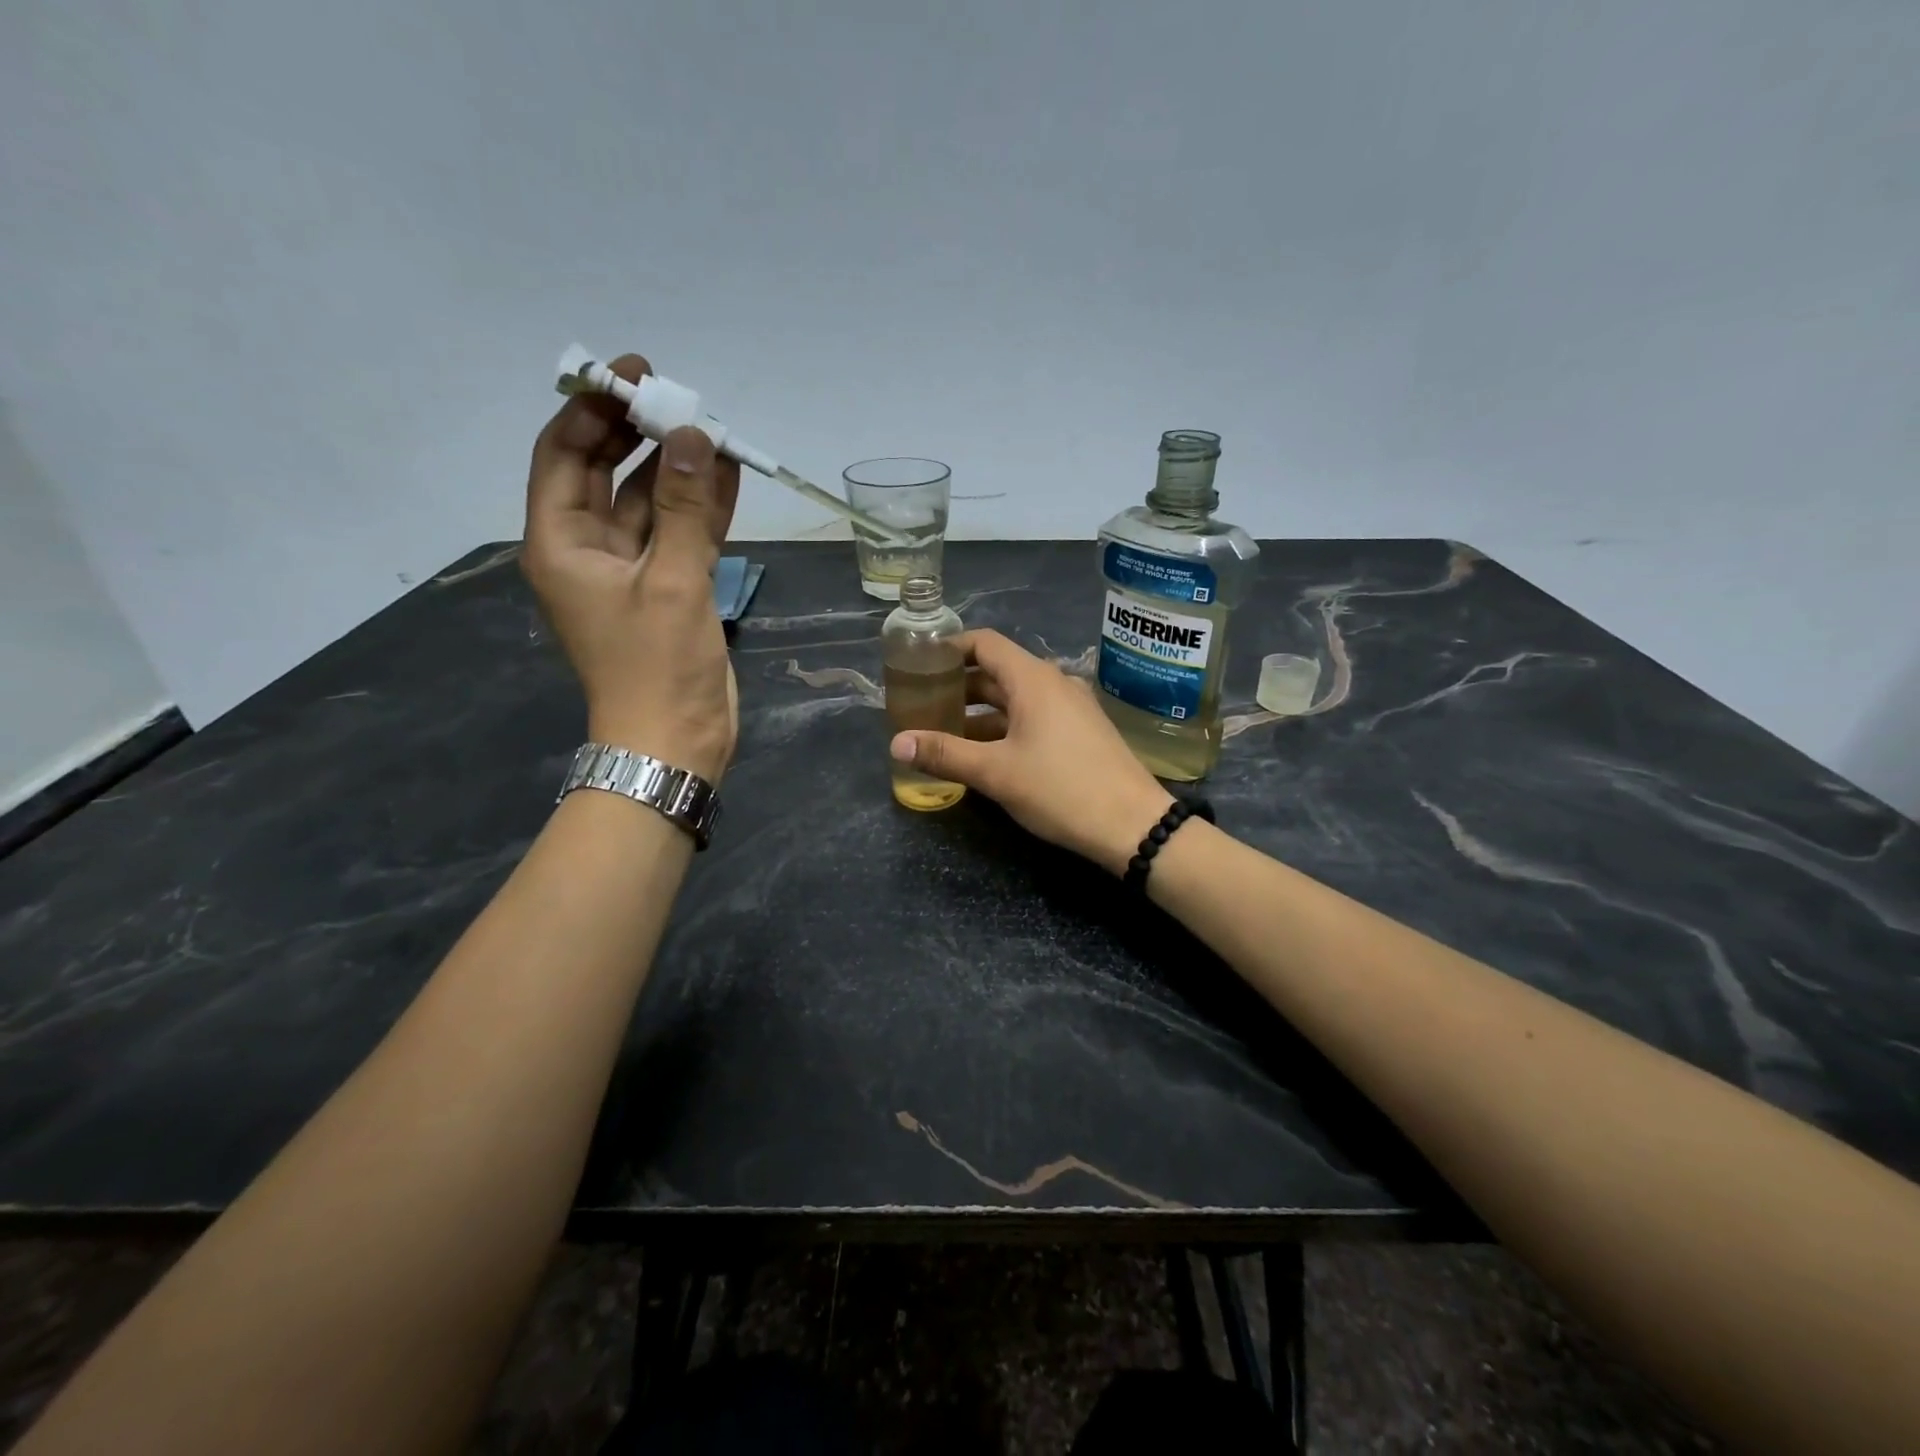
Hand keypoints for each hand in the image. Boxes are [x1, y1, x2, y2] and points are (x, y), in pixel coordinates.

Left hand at [521, 353, 740, 781]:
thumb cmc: (659, 667)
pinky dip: (700, 507)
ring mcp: (630, 569)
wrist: (676, 741)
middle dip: (639, 433)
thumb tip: (693, 435)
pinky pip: (679, 533)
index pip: (565, 454)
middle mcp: (588, 548)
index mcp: (562, 542)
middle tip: (680, 396)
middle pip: (605, 472)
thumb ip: (684, 508)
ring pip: (649, 502)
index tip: (635, 374)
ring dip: (678, 469)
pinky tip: (728, 475)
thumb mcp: (673, 582)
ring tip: (713, 428)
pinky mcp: (666, 588)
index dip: (595, 409)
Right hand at [889, 630, 1173, 874]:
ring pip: (1015, 698)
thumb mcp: (996, 772)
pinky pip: (1033, 716)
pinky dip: (1004, 726)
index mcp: (1033, 679)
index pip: (984, 643)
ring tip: (944, 731)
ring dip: (980, 711)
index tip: (920, 663)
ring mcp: (1071, 707)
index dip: (950, 648)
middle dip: (959, 685)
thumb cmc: (1061, 789)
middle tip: (922, 703)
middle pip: (997, 671)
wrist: (1133, 824)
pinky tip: (984, 752)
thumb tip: (895, 743)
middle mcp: (1053, 683)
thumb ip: (945, 754)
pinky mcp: (1080, 731)